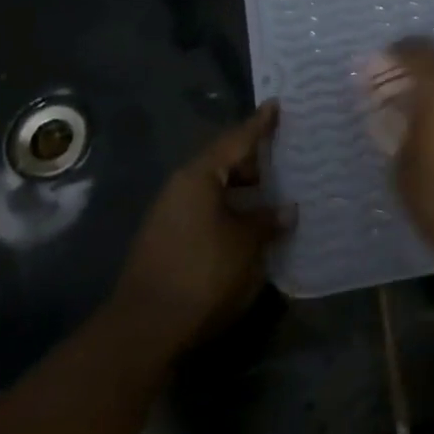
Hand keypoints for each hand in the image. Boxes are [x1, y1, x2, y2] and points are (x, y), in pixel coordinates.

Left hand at [114, 102, 295, 354]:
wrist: (145, 329)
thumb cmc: (202, 272)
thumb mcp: (246, 244)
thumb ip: (267, 220)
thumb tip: (286, 209)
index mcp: (199, 176)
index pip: (236, 140)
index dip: (259, 124)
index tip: (276, 105)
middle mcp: (181, 187)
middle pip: (223, 162)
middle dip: (255, 160)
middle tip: (287, 155)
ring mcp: (171, 214)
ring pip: (215, 188)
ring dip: (243, 189)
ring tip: (276, 192)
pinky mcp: (169, 239)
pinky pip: (207, 209)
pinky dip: (231, 208)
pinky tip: (251, 222)